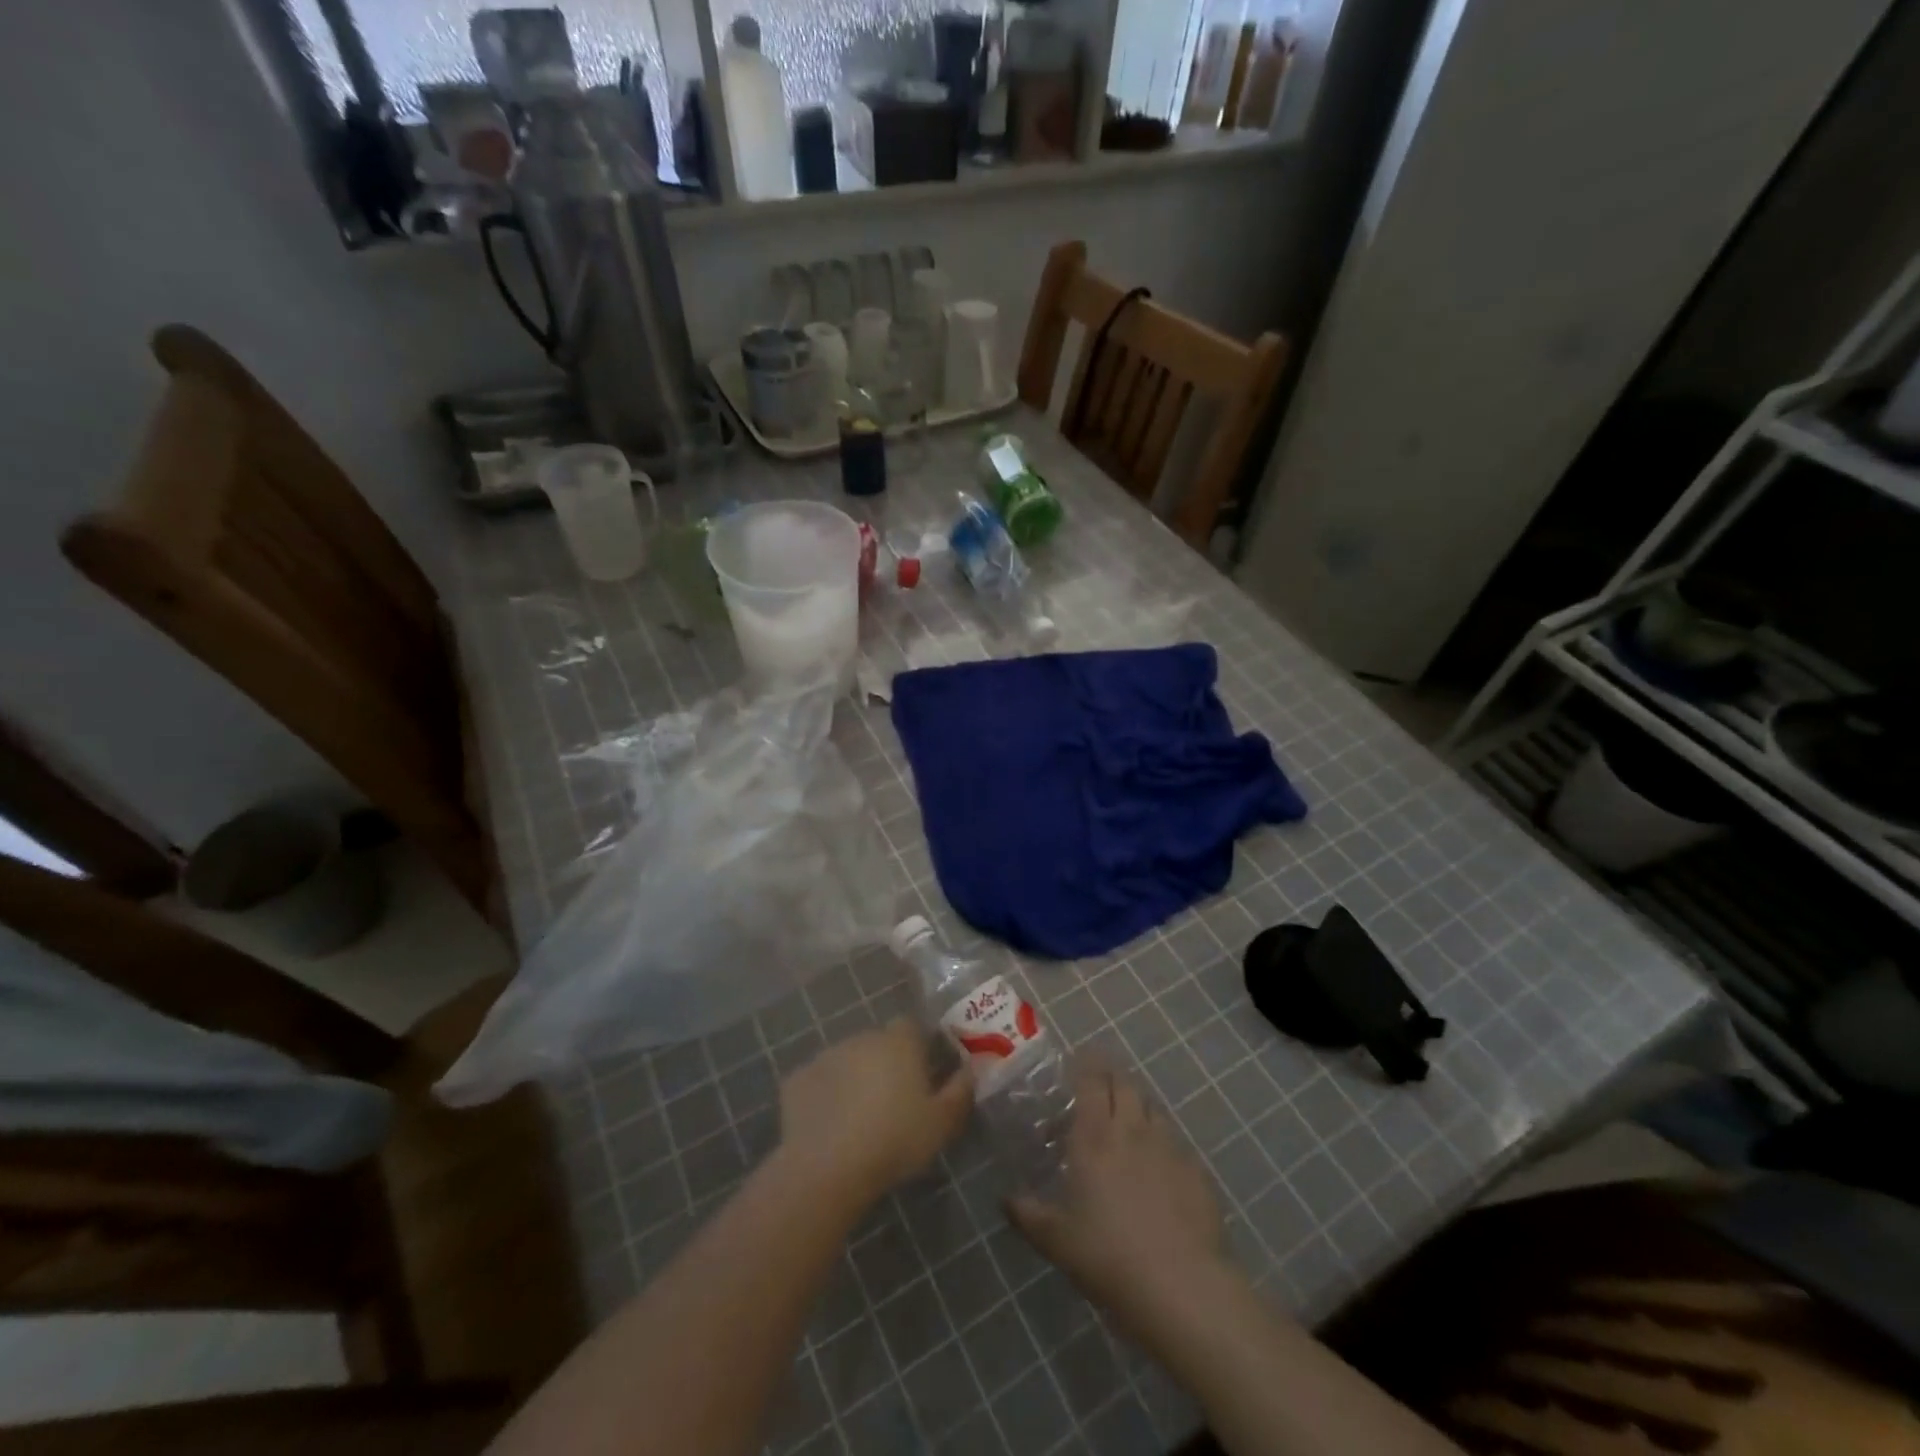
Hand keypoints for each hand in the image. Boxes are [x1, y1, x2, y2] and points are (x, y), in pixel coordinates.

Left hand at [777, 1020, 972, 1206]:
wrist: (827, 1167)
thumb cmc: (895, 1140)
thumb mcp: (942, 1124)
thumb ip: (960, 1092)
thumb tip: (970, 1070)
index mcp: (898, 1041)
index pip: (911, 1026)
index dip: (917, 1047)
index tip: (922, 1075)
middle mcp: (862, 1038)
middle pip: (878, 1043)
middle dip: (885, 1064)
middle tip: (893, 1103)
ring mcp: (825, 1056)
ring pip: (847, 1061)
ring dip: (854, 1079)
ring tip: (859, 1119)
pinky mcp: (796, 1080)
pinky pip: (817, 1083)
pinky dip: (824, 1097)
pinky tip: (829, 1127)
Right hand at [1008, 1068, 1235, 1341]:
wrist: (1183, 1288)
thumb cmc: (1108, 1258)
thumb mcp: (1056, 1241)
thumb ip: (1027, 1214)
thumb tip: (1004, 1198)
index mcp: (1094, 1137)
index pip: (1092, 1080)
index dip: (1086, 1066)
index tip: (1077, 1064)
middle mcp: (1132, 1130)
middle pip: (1125, 1084)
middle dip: (1111, 1079)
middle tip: (1098, 1093)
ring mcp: (1169, 1147)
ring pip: (1151, 1108)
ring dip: (1137, 1107)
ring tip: (1126, 1126)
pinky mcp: (1196, 1170)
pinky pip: (1175, 1141)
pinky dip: (1162, 1142)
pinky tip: (1158, 1169)